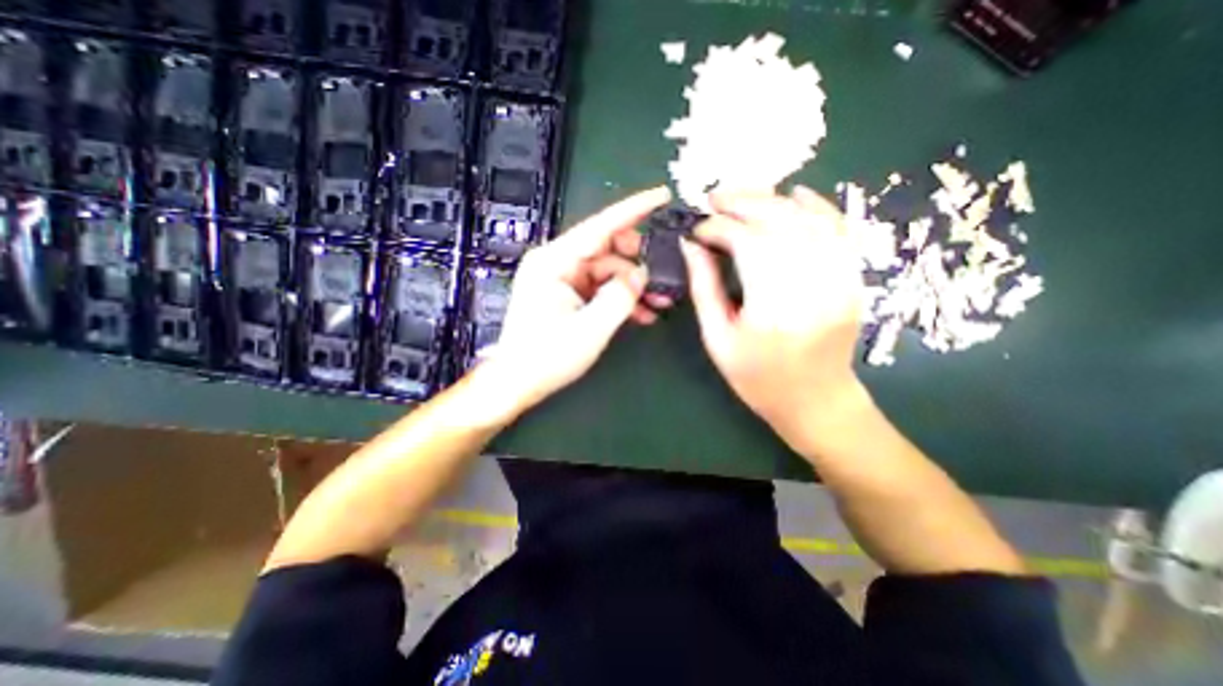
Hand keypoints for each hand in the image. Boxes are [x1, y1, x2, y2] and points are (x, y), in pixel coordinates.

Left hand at [477, 187, 671, 412]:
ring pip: (607, 270)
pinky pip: (600, 287)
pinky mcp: (566, 293)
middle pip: (606, 248)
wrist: (517, 382)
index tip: (662, 196)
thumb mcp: (591, 328)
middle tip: (663, 275)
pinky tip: (641, 313)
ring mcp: (561, 278)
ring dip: (632, 285)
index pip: (599, 226)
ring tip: (658, 303)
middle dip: (637, 261)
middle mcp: (556, 262)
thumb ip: (621, 296)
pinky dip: (619, 297)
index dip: (633, 209)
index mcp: (554, 261)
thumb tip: (641, 273)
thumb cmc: (548, 356)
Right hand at [678, 185, 869, 456]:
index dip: (718, 228)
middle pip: (779, 221)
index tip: (697, 230)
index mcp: (773, 306)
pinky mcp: (852, 276)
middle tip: (714, 198)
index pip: (746, 244)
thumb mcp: (718, 339)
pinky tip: (794, 194)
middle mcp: (812, 284)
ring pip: (807, 218)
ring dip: (772, 199)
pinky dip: (817, 205)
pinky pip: (839, 228)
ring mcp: (840, 277)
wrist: (816, 400)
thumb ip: (704, 288)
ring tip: (742, 196)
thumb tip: (691, 245)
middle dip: (743, 202)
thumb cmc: (758, 378)